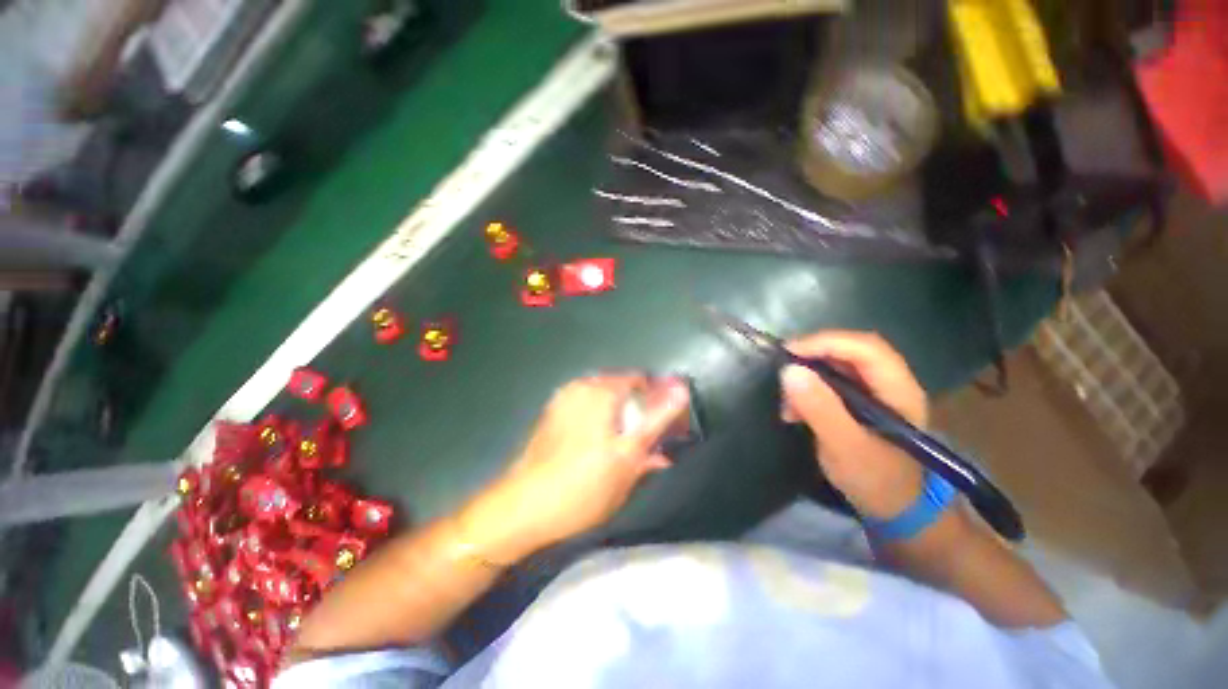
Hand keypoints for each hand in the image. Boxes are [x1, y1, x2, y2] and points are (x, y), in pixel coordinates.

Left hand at [472, 375, 689, 553]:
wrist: (521, 508)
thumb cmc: (581, 485)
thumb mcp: (627, 456)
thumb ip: (657, 420)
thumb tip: (682, 390)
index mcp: (600, 390)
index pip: (642, 380)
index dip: (659, 400)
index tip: (668, 424)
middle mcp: (581, 386)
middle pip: (624, 390)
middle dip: (641, 412)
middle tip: (651, 442)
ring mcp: (565, 399)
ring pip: (607, 401)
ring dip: (622, 419)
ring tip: (628, 450)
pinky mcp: (554, 413)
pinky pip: (589, 409)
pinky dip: (603, 421)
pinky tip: (603, 448)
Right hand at [779, 331, 927, 520]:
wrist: (896, 511)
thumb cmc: (877, 481)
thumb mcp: (845, 448)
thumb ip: (820, 409)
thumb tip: (789, 370)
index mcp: (898, 391)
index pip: (865, 348)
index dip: (826, 342)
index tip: (789, 353)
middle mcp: (889, 383)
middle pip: (850, 351)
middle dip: (813, 357)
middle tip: (783, 371)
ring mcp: (875, 392)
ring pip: (837, 365)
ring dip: (808, 376)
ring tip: (788, 403)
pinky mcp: (860, 402)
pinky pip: (831, 382)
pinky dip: (809, 390)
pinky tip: (795, 410)